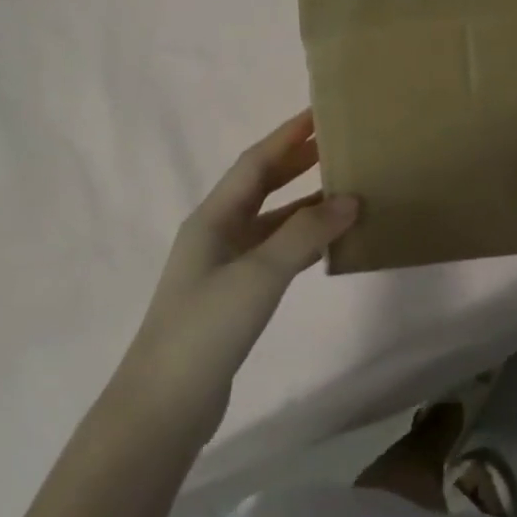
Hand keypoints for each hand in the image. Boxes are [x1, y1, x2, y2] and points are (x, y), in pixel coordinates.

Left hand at [122, 111, 357, 428]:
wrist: (166, 403)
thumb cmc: (206, 328)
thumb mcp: (258, 274)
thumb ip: (304, 234)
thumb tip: (351, 198)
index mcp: (213, 218)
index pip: (255, 162)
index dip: (288, 136)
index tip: (320, 112)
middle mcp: (216, 234)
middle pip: (261, 186)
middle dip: (297, 162)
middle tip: (338, 144)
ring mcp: (224, 267)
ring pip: (271, 222)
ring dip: (304, 204)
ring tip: (346, 189)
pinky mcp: (235, 297)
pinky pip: (275, 254)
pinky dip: (302, 242)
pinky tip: (328, 244)